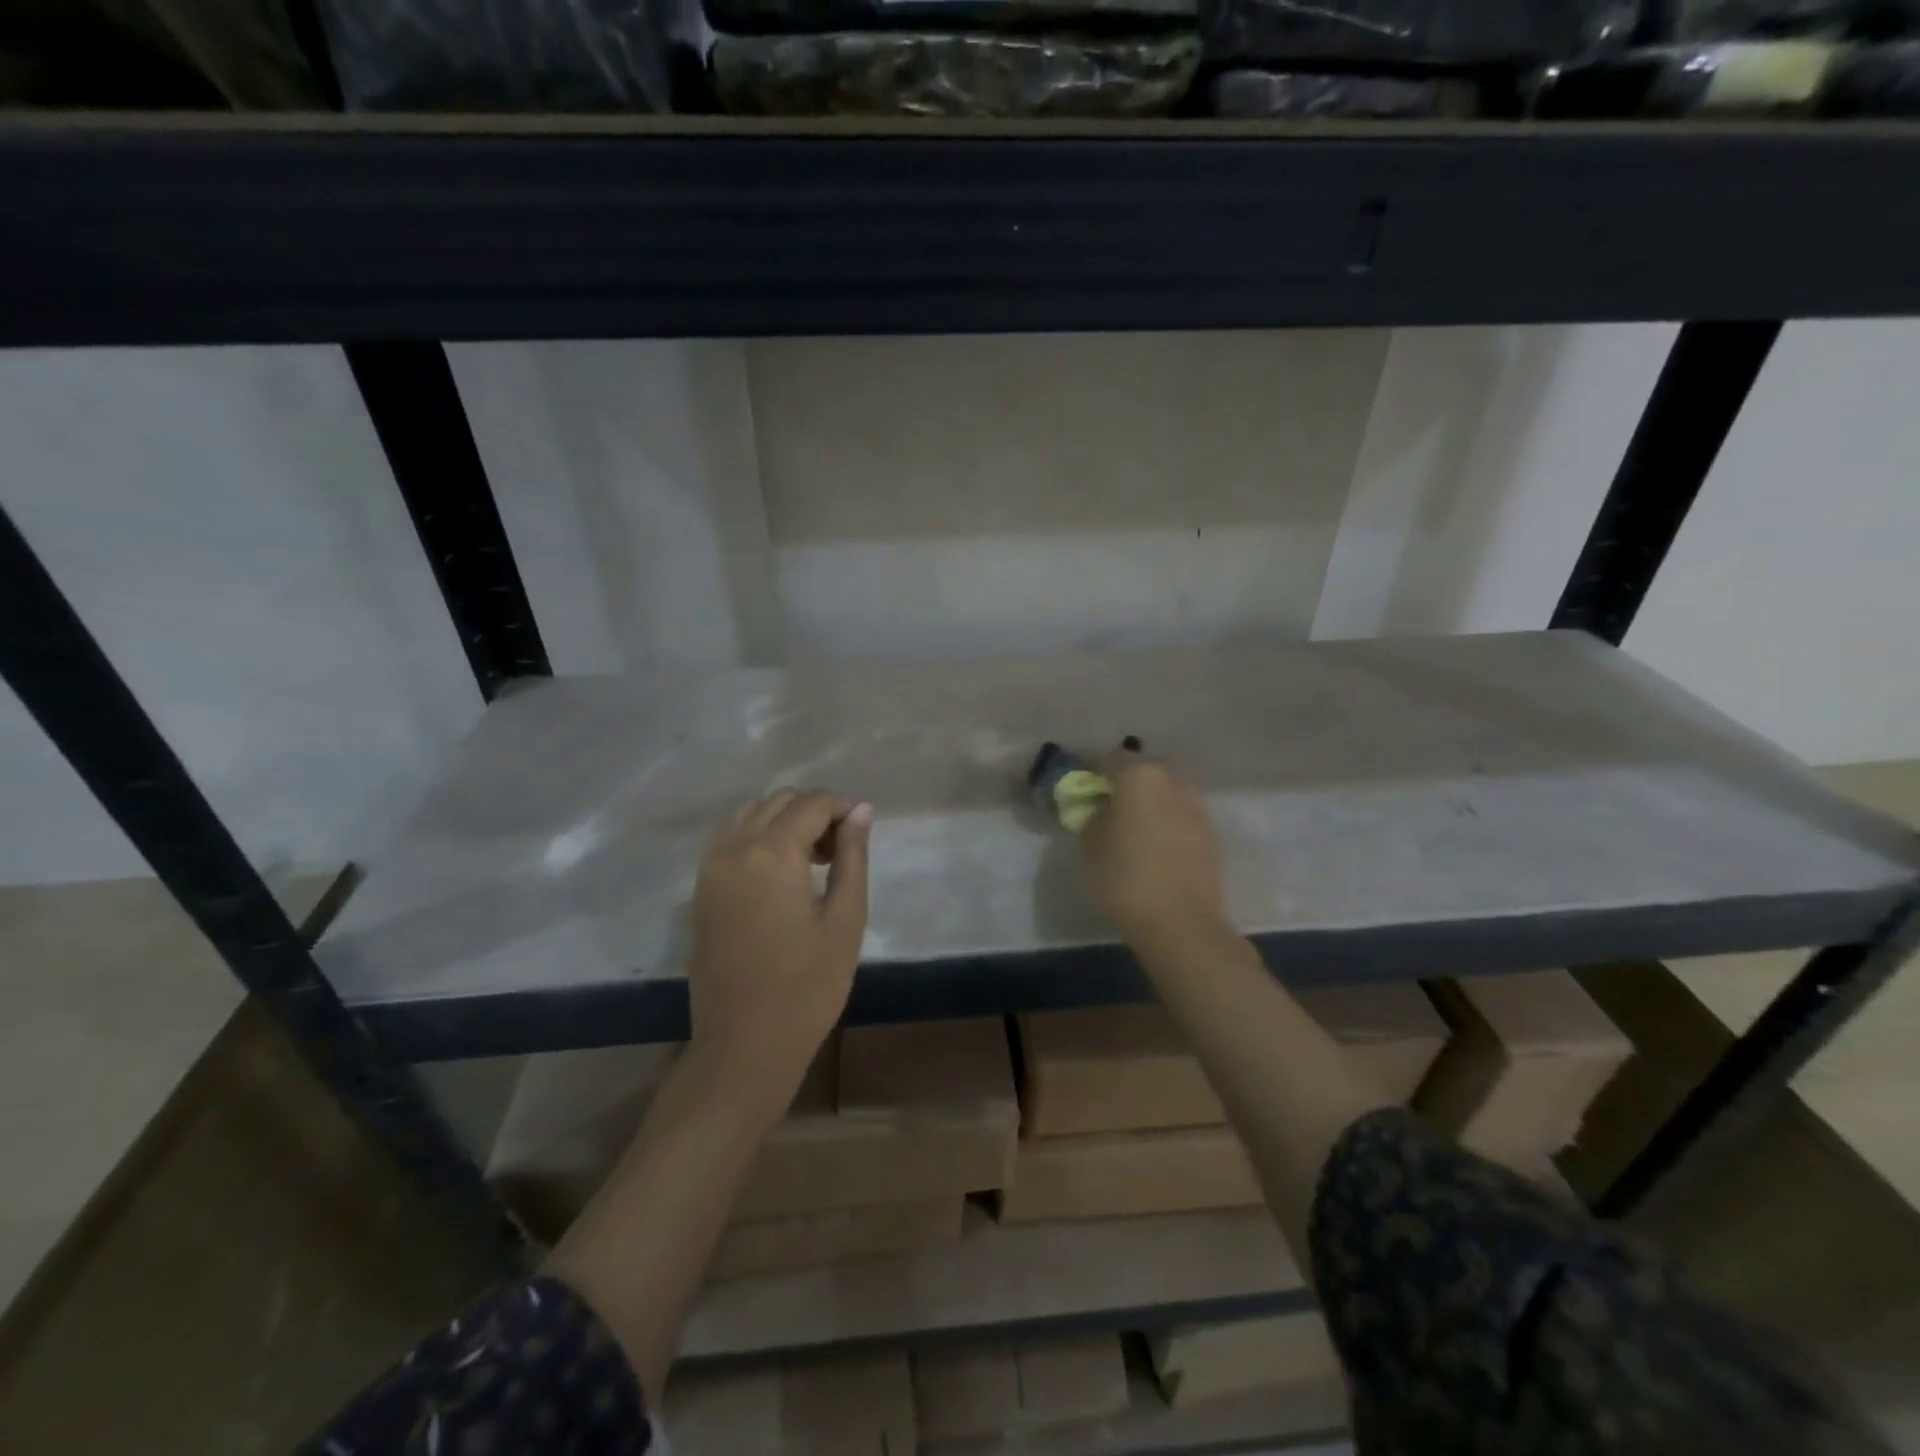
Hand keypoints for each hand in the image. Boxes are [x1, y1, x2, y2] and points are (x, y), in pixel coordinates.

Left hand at [687, 789, 871, 1109]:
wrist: (744, 1045)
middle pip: (779, 800)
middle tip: (840, 852)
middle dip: (814, 812)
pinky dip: (758, 838)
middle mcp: (734, 849)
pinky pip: (730, 839)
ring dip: (785, 822)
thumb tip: (861, 811)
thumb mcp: (845, 920)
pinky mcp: (700, 890)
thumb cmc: (808, 987)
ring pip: (751, 815)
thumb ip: (853, 857)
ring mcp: (710, 869)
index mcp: (772, 854)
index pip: (812, 802)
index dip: (843, 807)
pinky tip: (780, 874)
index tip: (862, 832)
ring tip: (812, 862)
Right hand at [1081, 753, 1229, 946]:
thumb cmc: (1125, 878)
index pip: (1111, 759)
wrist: (1181, 923)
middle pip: (1145, 771)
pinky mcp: (1211, 834)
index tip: (1085, 793)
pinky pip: (1182, 815)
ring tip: (1135, 829)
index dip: (1095, 773)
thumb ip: (1092, 817)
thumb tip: (1100, 809)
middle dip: (1128, 783)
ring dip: (1151, 802)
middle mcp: (1173, 782)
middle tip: (1111, 808)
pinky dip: (1168, 822)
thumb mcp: (1090, 846)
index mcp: (1140, 776)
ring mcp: (1197, 807)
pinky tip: (1156, 846)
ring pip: (1168, 792)